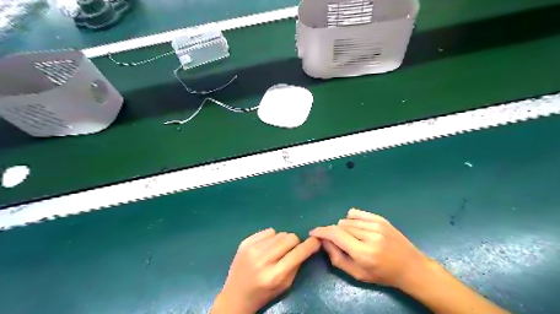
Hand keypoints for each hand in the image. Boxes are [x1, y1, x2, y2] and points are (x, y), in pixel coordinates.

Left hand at [212, 228, 321, 312]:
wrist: (235, 296)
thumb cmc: (264, 293)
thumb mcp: (285, 285)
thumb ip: (297, 265)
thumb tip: (308, 246)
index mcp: (274, 276)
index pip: (297, 254)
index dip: (310, 245)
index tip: (316, 240)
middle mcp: (262, 260)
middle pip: (289, 238)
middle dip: (295, 243)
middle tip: (291, 250)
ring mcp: (251, 249)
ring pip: (279, 233)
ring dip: (282, 241)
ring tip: (276, 251)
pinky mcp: (245, 243)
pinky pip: (268, 231)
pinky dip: (271, 238)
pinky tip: (266, 248)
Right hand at [311, 207, 429, 290]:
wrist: (410, 267)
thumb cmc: (383, 275)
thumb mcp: (357, 274)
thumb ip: (337, 258)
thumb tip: (324, 242)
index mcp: (364, 253)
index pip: (336, 235)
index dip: (322, 232)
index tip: (313, 232)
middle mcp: (370, 236)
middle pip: (340, 226)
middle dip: (334, 233)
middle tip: (338, 242)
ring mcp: (376, 225)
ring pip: (347, 220)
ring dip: (343, 228)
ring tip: (351, 238)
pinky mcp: (380, 219)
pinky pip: (356, 213)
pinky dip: (351, 219)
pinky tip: (355, 227)